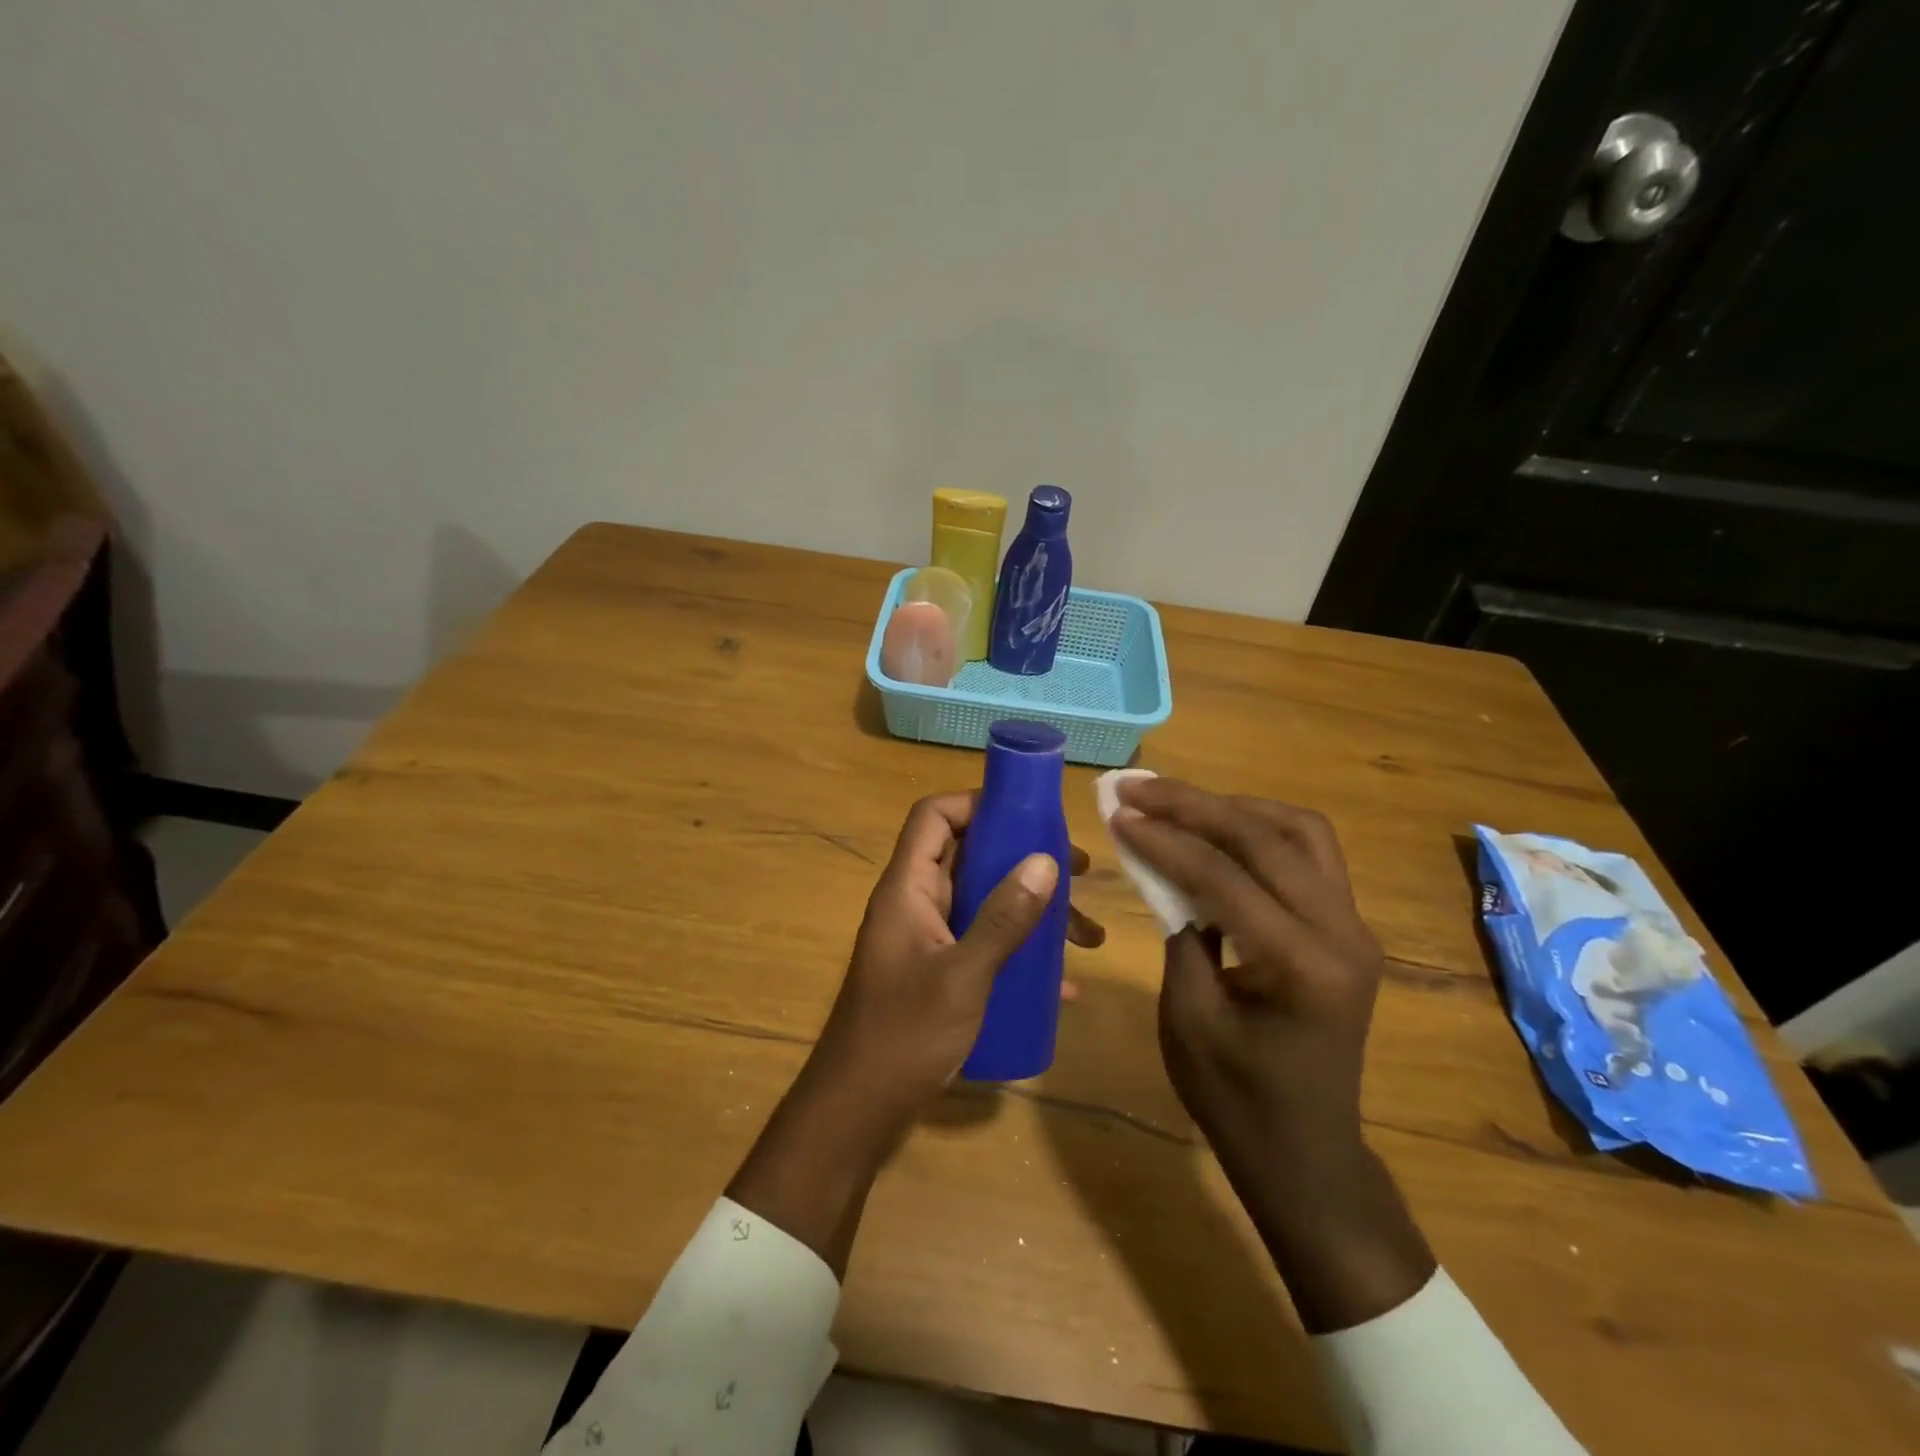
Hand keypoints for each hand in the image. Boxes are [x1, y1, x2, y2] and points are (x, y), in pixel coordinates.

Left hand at [728, 792, 1102, 1275]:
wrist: (857, 1112)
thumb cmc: (903, 1036)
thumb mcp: (963, 976)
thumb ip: (1004, 919)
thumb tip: (1046, 861)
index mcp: (908, 888)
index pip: (934, 816)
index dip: (977, 804)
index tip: (1030, 816)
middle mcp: (915, 904)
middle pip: (969, 857)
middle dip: (1023, 860)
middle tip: (1077, 873)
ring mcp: (927, 940)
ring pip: (983, 903)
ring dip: (1031, 911)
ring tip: (1087, 936)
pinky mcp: (938, 973)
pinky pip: (984, 944)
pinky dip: (1019, 952)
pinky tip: (1062, 985)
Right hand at [1112, 777, 1433, 1331]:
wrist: (1304, 1151)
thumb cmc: (1234, 1097)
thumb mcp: (1187, 1015)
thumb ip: (1177, 928)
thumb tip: (1154, 861)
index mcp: (1302, 967)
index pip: (1224, 877)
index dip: (1164, 839)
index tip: (1118, 812)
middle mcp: (1343, 934)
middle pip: (1267, 839)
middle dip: (1195, 805)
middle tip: (1140, 787)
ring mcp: (1355, 927)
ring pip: (1301, 831)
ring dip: (1236, 807)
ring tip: (1179, 801)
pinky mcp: (1348, 927)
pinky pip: (1311, 854)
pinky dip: (1262, 829)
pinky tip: (1220, 829)